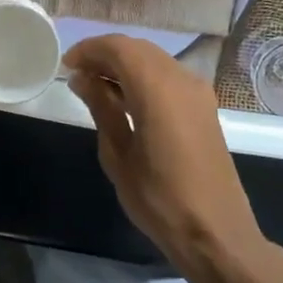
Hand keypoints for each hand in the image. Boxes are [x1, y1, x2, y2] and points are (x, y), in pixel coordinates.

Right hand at [65, 34, 266, 270]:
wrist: (216, 234)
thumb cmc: (159, 199)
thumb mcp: (117, 154)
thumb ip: (101, 107)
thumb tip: (81, 78)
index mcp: (157, 89)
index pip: (118, 48)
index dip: (89, 49)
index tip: (66, 65)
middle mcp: (181, 80)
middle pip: (137, 48)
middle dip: (105, 54)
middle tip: (77, 74)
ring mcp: (198, 92)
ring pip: (154, 59)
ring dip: (124, 64)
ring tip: (95, 86)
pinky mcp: (204, 107)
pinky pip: (168, 75)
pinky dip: (143, 76)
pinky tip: (124, 98)